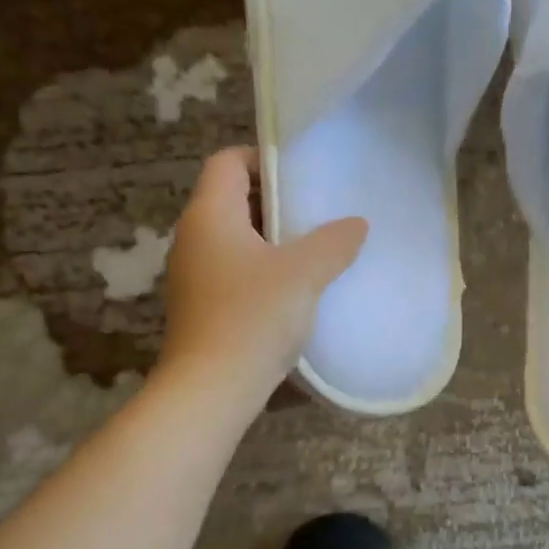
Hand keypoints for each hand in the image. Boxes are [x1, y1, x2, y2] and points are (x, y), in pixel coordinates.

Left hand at [159, 147, 367, 399]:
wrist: (210, 390)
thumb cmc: (253, 318)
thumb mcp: (304, 273)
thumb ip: (334, 242)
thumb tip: (356, 225)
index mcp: (209, 215)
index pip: (228, 160)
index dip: (263, 158)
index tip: (302, 176)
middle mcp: (193, 237)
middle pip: (231, 198)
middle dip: (275, 201)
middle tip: (317, 213)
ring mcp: (192, 274)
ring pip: (234, 238)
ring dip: (271, 239)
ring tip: (313, 250)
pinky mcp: (200, 305)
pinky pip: (233, 270)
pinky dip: (261, 269)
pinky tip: (294, 289)